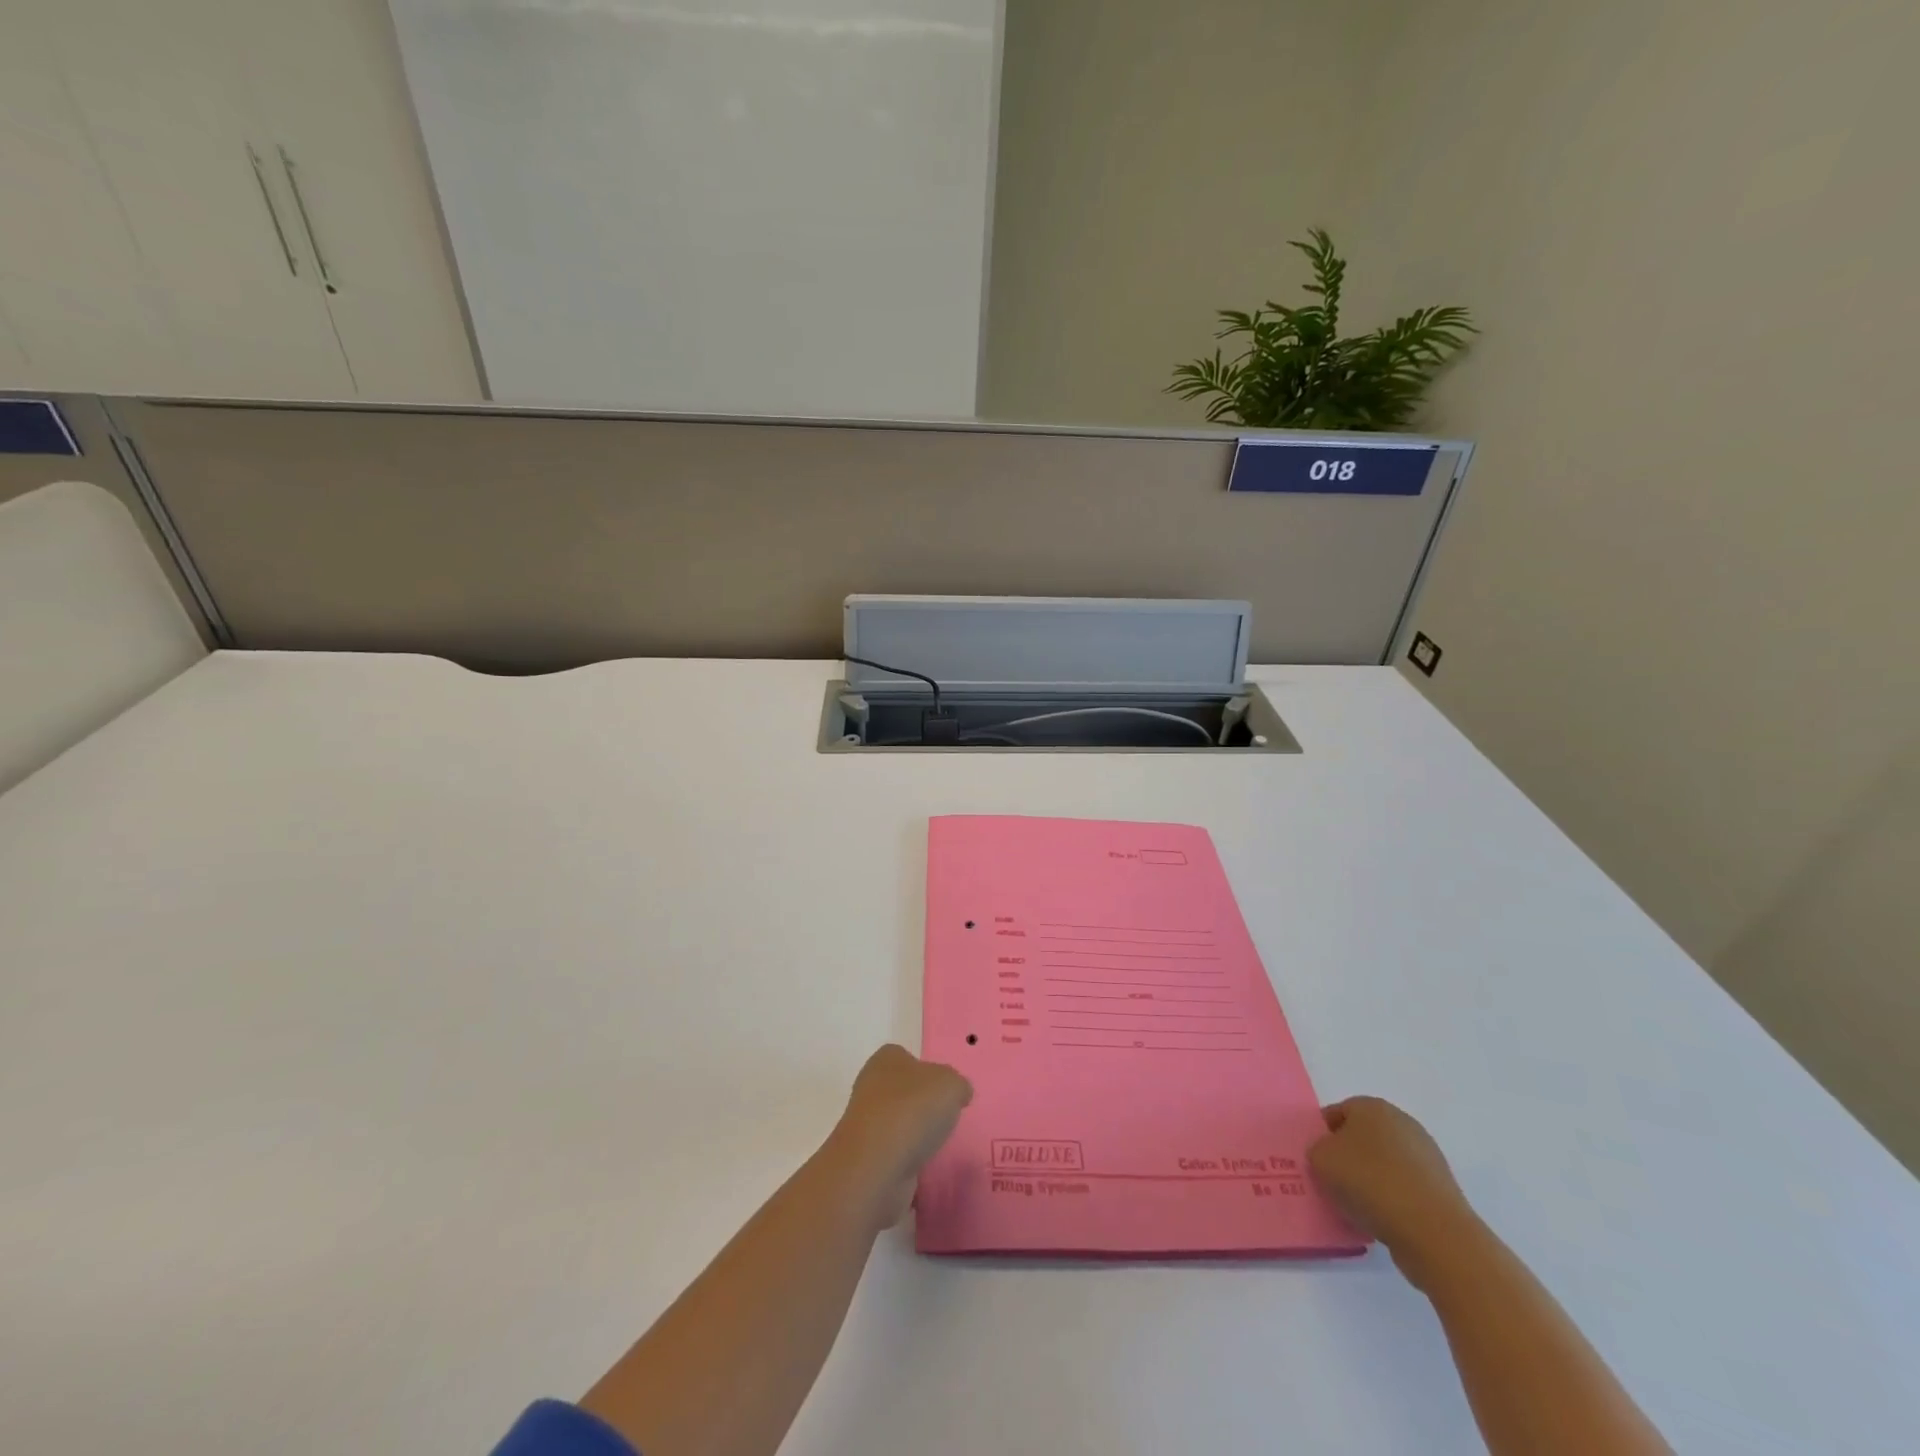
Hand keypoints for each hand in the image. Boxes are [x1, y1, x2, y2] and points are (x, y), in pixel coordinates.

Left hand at [823, 1045, 972, 1229]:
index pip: (907, 1057)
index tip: (946, 1091)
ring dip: (915, 1135)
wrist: (876, 1166)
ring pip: (897, 1124)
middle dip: (922, 1105)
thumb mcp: (951, 1085)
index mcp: (886, 1059)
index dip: (928, 1072)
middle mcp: (871, 1086)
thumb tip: (958, 1093)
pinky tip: (923, 1167)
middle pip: (902, 1091)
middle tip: (947, 1118)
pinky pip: (894, 1154)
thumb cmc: (913, 1110)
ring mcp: (865, 1124)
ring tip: (938, 1145)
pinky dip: (908, 1161)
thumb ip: (958, 1085)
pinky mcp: (866, 1158)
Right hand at [1308, 1097, 1481, 1283]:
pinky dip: (1391, 1201)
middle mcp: (1402, 1123)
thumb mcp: (1320, 1159)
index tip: (1315, 1160)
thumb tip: (1330, 1158)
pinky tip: (1381, 1221)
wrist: (1434, 1233)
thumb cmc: (1370, 1182)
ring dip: (1370, 1181)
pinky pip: (1404, 1189)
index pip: (1336, 1113)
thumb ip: (1317, 1150)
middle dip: (1347, 1158)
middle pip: (1362, 1138)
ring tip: (1356, 1207)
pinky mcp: (1441, 1190)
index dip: (1322, 1136)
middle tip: (1331, 1182)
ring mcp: (1427, 1157)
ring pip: (1384, 1165)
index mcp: (1372, 1107)